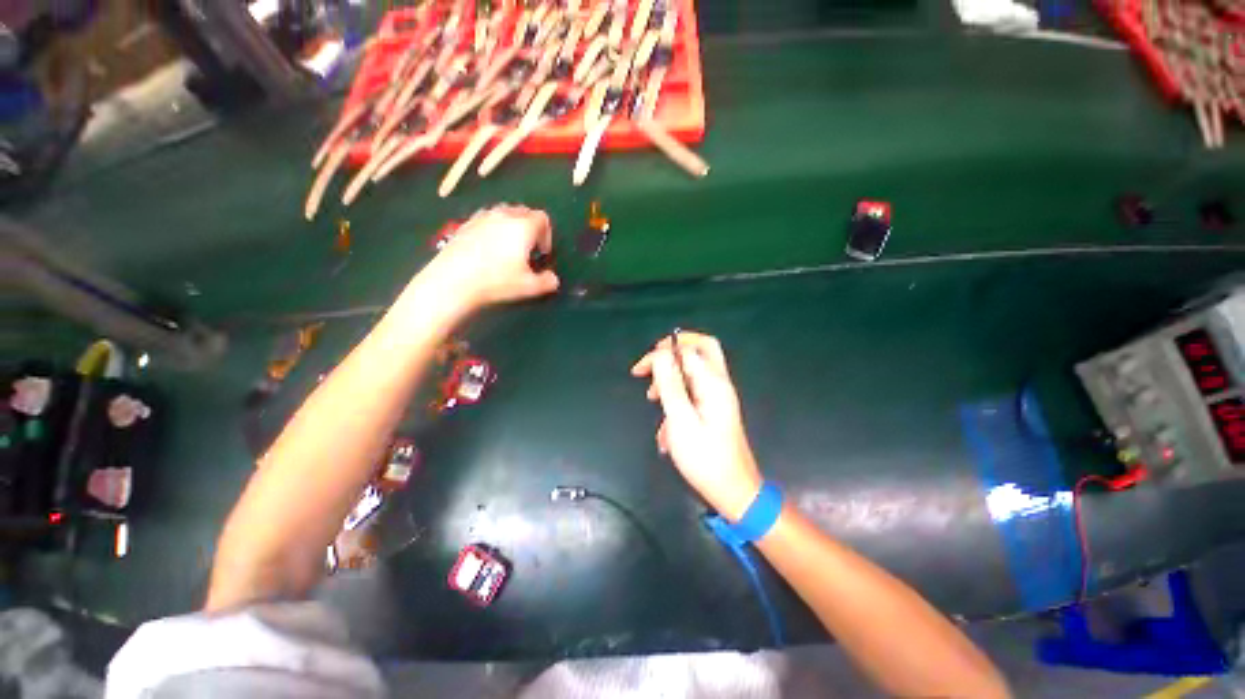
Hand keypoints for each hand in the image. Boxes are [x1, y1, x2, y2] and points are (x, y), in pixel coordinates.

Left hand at [421, 205, 558, 313]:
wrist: (452, 280)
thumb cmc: (497, 281)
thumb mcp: (530, 287)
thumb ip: (548, 282)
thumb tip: (553, 279)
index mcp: (523, 226)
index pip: (543, 218)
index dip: (547, 235)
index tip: (543, 254)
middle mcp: (504, 215)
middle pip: (523, 211)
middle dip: (530, 228)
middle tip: (528, 250)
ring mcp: (482, 217)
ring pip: (503, 213)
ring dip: (511, 226)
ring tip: (508, 247)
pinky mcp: (465, 224)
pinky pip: (486, 219)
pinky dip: (493, 229)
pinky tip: (488, 249)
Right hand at [631, 332, 763, 521]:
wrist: (733, 492)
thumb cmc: (705, 458)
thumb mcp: (681, 420)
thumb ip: (670, 384)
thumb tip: (661, 354)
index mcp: (713, 383)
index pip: (687, 349)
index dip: (661, 352)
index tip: (640, 370)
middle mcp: (719, 383)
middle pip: (701, 348)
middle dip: (674, 350)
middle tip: (653, 363)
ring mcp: (718, 396)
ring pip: (695, 370)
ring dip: (672, 377)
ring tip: (652, 397)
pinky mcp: (714, 408)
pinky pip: (693, 391)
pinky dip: (677, 398)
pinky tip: (666, 427)